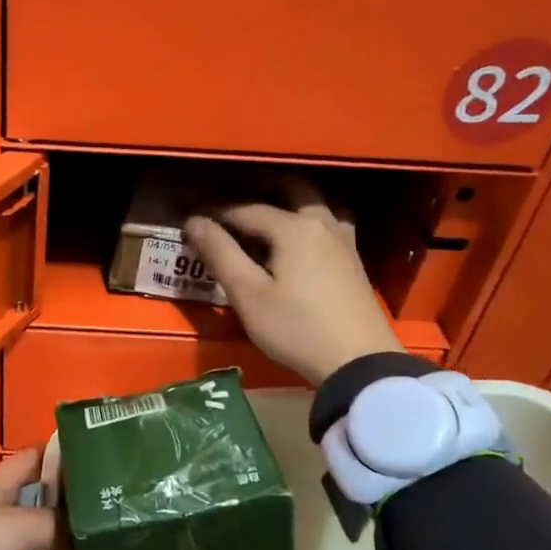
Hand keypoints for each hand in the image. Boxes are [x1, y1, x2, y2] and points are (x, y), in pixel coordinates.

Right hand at [185, 189, 401, 385]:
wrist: (359, 363)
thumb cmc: (296, 329)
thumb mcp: (249, 296)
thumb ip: (221, 254)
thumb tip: (195, 222)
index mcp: (293, 228)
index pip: (246, 209)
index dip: (215, 211)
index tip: (191, 217)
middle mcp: (321, 223)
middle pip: (291, 188)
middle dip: (258, 187)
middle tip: (231, 197)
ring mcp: (344, 240)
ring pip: (317, 201)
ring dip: (290, 197)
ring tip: (268, 206)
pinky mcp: (353, 260)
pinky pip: (329, 220)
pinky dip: (309, 215)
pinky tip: (300, 233)